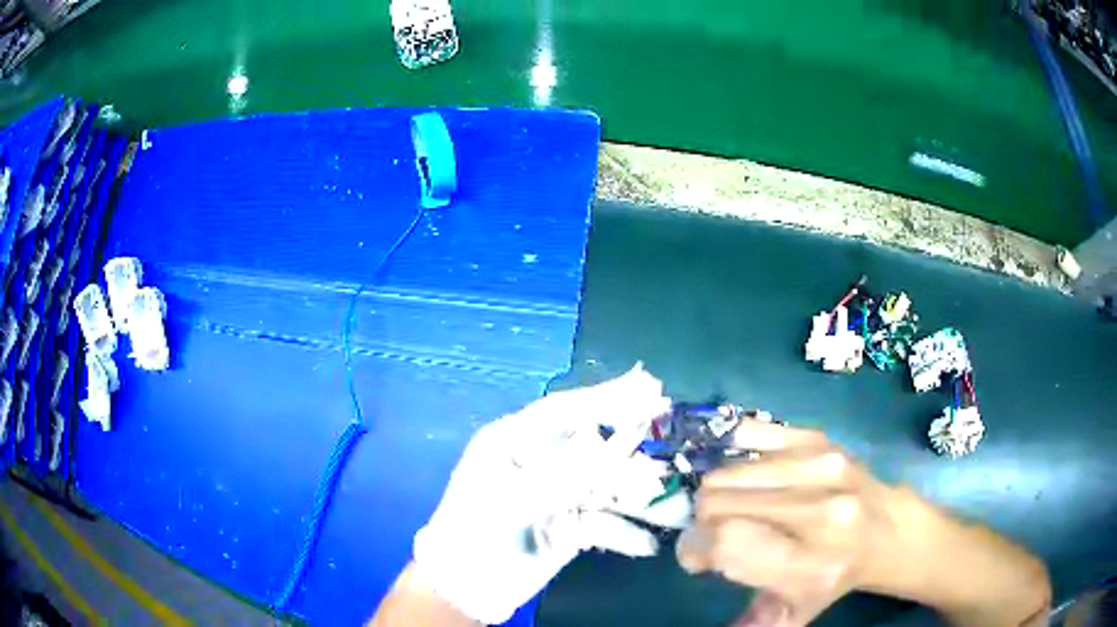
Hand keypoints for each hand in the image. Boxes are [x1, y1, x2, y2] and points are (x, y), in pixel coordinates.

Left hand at [412, 365, 691, 623]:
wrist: (466, 586)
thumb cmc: (476, 532)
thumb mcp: (512, 499)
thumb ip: (565, 475)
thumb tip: (615, 451)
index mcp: (514, 441)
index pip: (565, 410)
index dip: (606, 397)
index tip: (648, 387)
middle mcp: (539, 463)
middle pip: (594, 449)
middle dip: (632, 454)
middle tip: (669, 454)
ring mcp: (556, 496)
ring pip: (606, 488)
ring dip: (638, 499)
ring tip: (673, 508)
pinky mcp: (569, 527)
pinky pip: (605, 524)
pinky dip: (625, 533)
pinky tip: (646, 545)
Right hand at [677, 419, 904, 625]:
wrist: (887, 529)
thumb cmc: (835, 576)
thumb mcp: (794, 612)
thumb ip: (750, 620)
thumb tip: (704, 617)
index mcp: (812, 563)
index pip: (727, 544)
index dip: (697, 550)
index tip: (696, 559)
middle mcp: (819, 509)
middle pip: (719, 504)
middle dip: (703, 524)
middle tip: (715, 535)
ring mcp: (820, 464)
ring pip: (727, 473)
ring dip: (716, 496)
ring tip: (731, 510)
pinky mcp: (818, 438)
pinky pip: (749, 435)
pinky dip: (734, 458)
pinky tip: (745, 479)